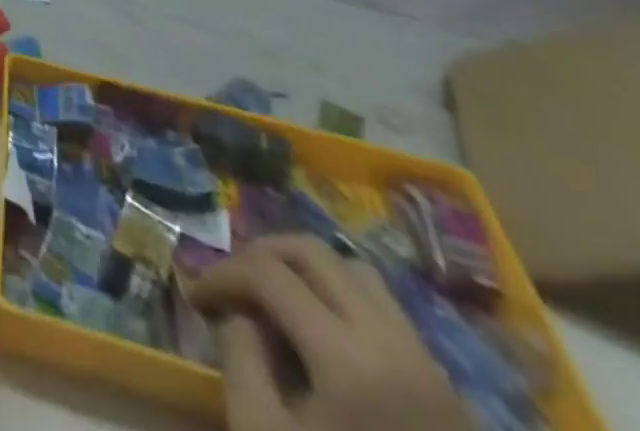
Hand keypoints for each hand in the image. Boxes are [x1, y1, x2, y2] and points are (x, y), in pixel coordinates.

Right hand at [188, 237, 472, 430]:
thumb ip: (240, 359)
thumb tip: (237, 312)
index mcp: (347, 358)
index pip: (266, 272)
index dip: (220, 273)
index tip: (194, 298)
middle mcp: (391, 342)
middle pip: (312, 252)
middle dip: (259, 255)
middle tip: (231, 286)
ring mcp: (426, 363)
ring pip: (354, 271)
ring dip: (304, 270)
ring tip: (275, 300)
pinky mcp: (445, 387)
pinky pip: (384, 308)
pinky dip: (340, 297)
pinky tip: (319, 335)